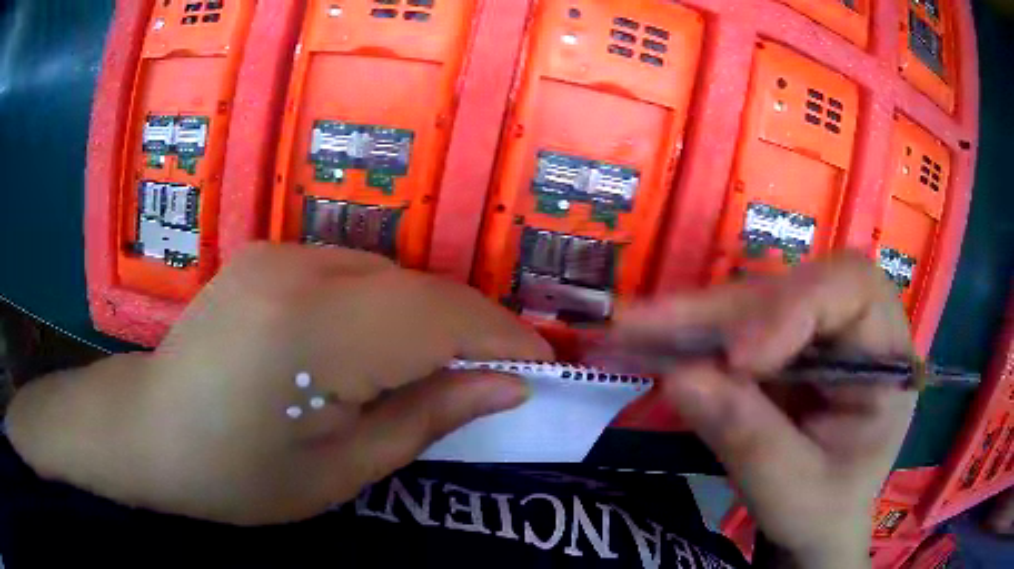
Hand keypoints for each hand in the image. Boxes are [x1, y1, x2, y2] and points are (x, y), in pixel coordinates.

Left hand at [10, 244, 549, 524]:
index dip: (504, 339)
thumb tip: (507, 385)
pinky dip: (387, 307)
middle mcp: (299, 269)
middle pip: (421, 289)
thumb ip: (429, 417)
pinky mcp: (269, 252)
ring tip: (443, 369)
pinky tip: (377, 348)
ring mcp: (280, 251)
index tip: (546, 366)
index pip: (442, 317)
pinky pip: (355, 272)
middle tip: (502, 376)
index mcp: (313, 332)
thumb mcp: (342, 470)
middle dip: (474, 330)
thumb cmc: (238, 475)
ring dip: (429, 320)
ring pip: (391, 276)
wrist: (150, 431)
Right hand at [612, 253, 917, 567]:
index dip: (796, 307)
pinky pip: (738, 325)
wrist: (820, 523)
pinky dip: (694, 335)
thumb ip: (749, 439)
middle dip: (724, 312)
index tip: (738, 358)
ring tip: (636, 330)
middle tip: (648, 327)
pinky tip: (654, 339)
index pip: (853, 289)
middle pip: (793, 287)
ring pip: (757, 301)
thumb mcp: (794, 492)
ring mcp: (817, 332)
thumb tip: (680, 377)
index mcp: (887, 356)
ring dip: (697, 319)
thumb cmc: (824, 511)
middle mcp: (855, 326)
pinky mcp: (784, 343)